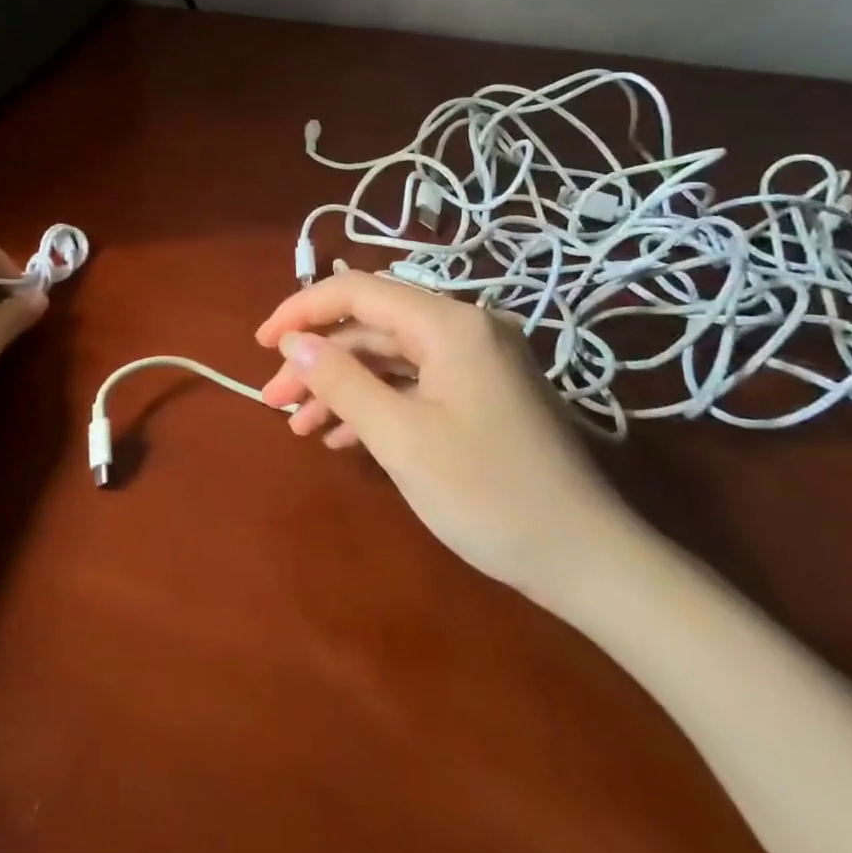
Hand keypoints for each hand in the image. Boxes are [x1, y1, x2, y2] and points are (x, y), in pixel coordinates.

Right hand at [255, 270, 641, 600]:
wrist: (590, 562)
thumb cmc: (488, 494)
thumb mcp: (400, 438)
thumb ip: (341, 380)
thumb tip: (294, 342)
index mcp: (449, 323)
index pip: (357, 290)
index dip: (301, 311)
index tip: (261, 344)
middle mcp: (465, 327)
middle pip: (371, 325)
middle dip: (318, 360)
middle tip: (275, 401)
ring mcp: (478, 360)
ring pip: (390, 356)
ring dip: (342, 385)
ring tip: (300, 425)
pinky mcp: (484, 392)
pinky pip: (416, 381)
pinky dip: (376, 402)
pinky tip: (345, 436)